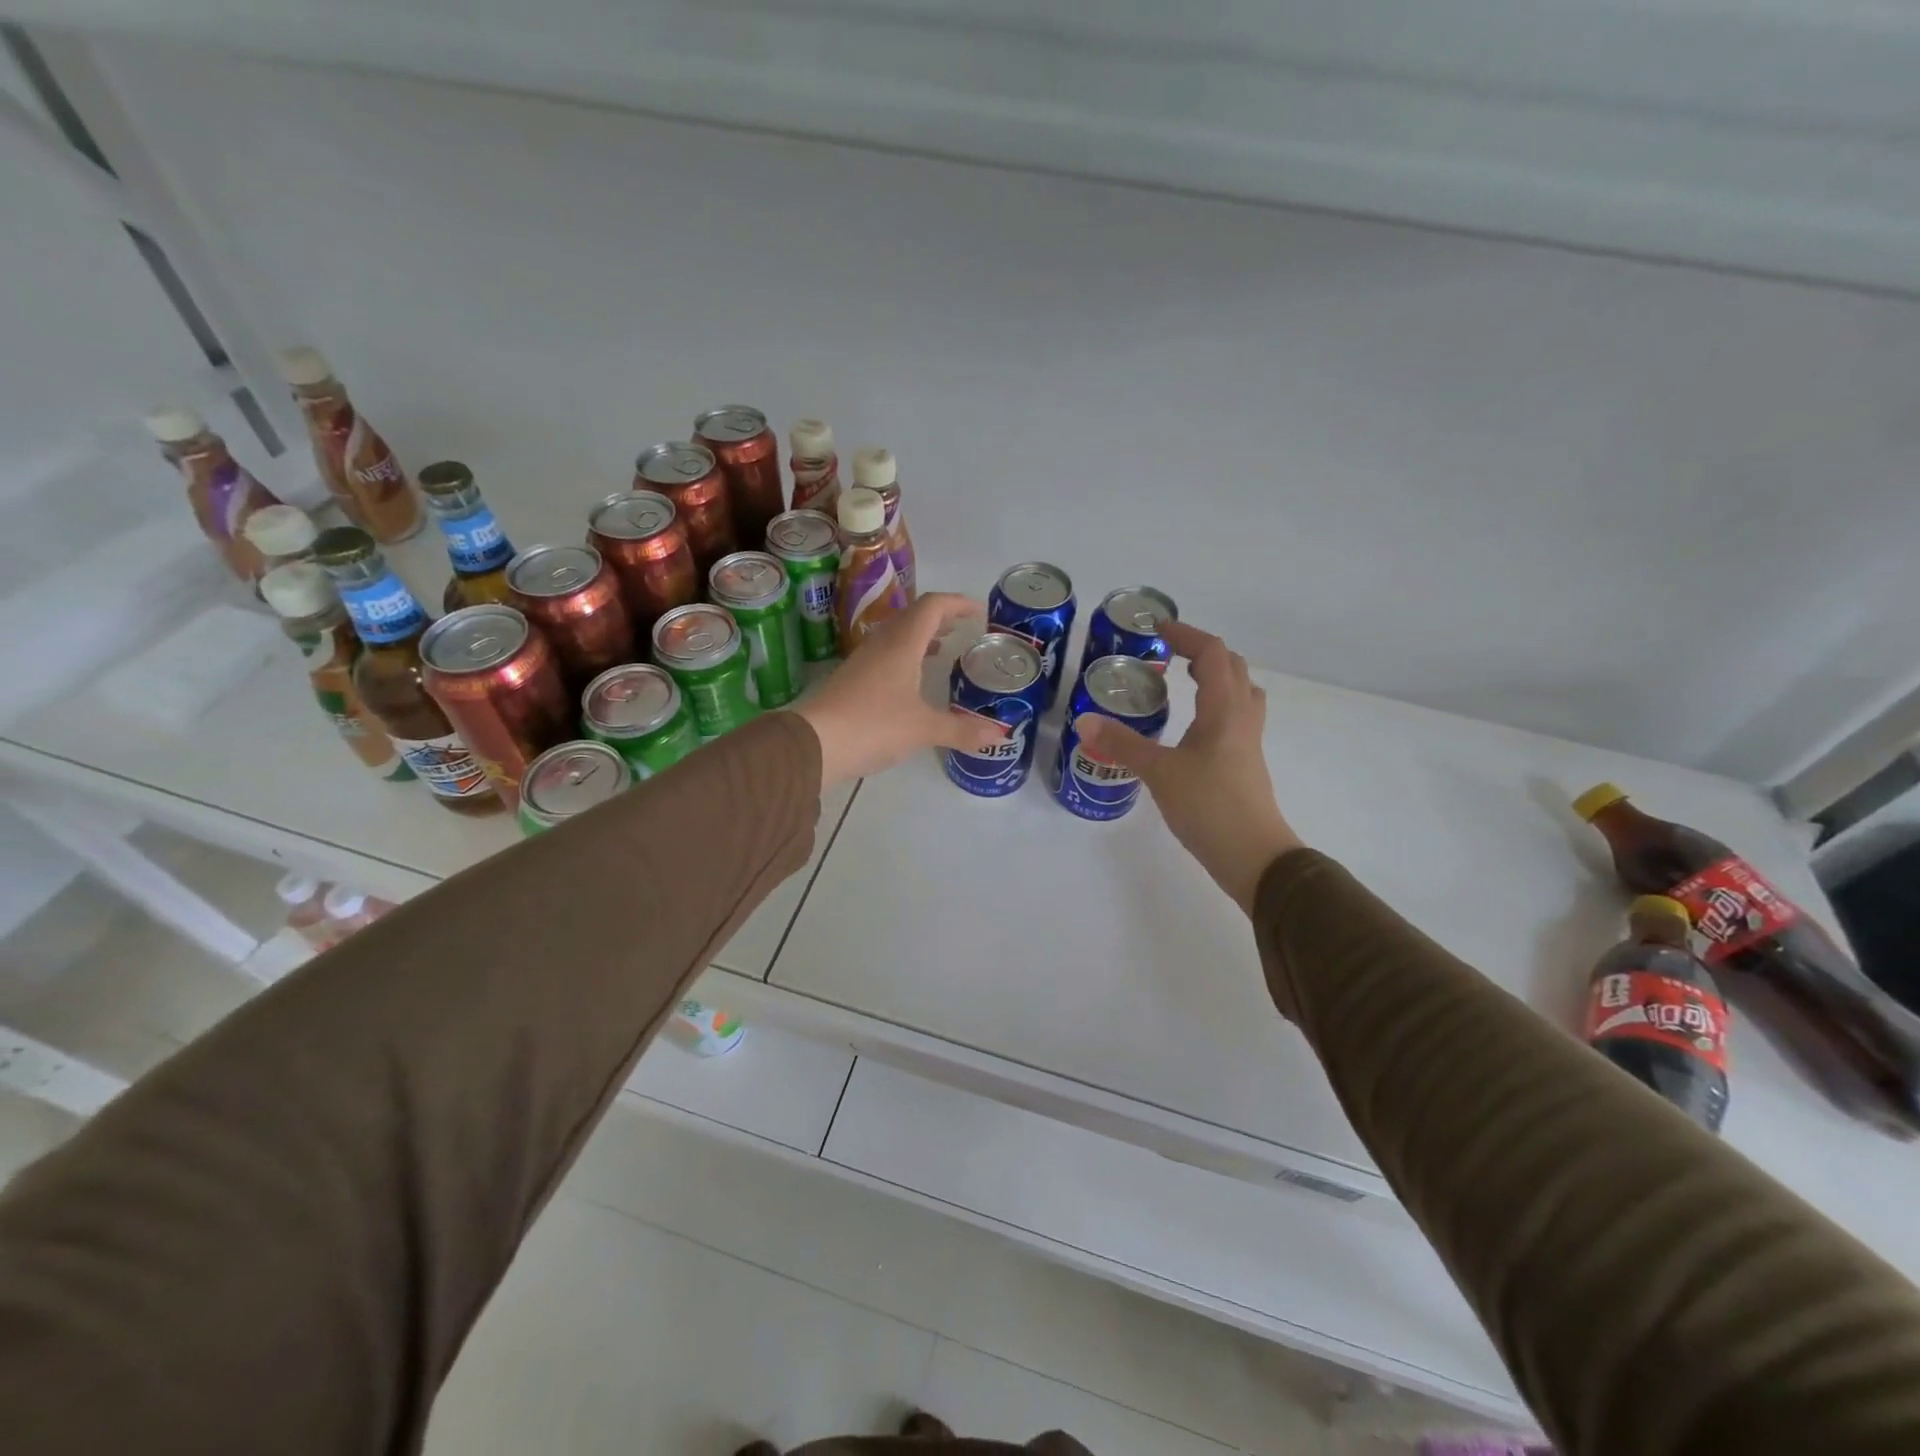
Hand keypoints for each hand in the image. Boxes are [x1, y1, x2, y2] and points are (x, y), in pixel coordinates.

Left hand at [793, 593, 1006, 786]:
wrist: (814, 744)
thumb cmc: (874, 725)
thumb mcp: (924, 729)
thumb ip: (962, 729)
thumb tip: (1000, 734)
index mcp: (902, 644)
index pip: (933, 606)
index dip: (958, 603)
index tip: (980, 612)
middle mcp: (881, 644)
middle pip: (914, 616)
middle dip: (941, 617)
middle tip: (964, 629)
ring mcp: (863, 661)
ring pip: (897, 635)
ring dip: (922, 636)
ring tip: (943, 649)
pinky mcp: (852, 680)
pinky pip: (886, 655)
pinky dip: (907, 657)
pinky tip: (913, 681)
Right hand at [1076, 622, 1302, 913]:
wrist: (1253, 855)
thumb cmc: (1209, 806)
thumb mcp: (1159, 772)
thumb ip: (1122, 744)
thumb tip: (1084, 722)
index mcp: (1225, 708)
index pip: (1213, 653)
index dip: (1187, 635)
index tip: (1157, 630)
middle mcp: (1242, 716)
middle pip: (1232, 667)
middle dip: (1202, 652)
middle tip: (1168, 655)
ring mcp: (1248, 741)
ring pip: (1240, 692)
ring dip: (1216, 677)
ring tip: (1184, 683)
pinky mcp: (1245, 762)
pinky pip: (1235, 716)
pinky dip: (1216, 705)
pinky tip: (1192, 727)